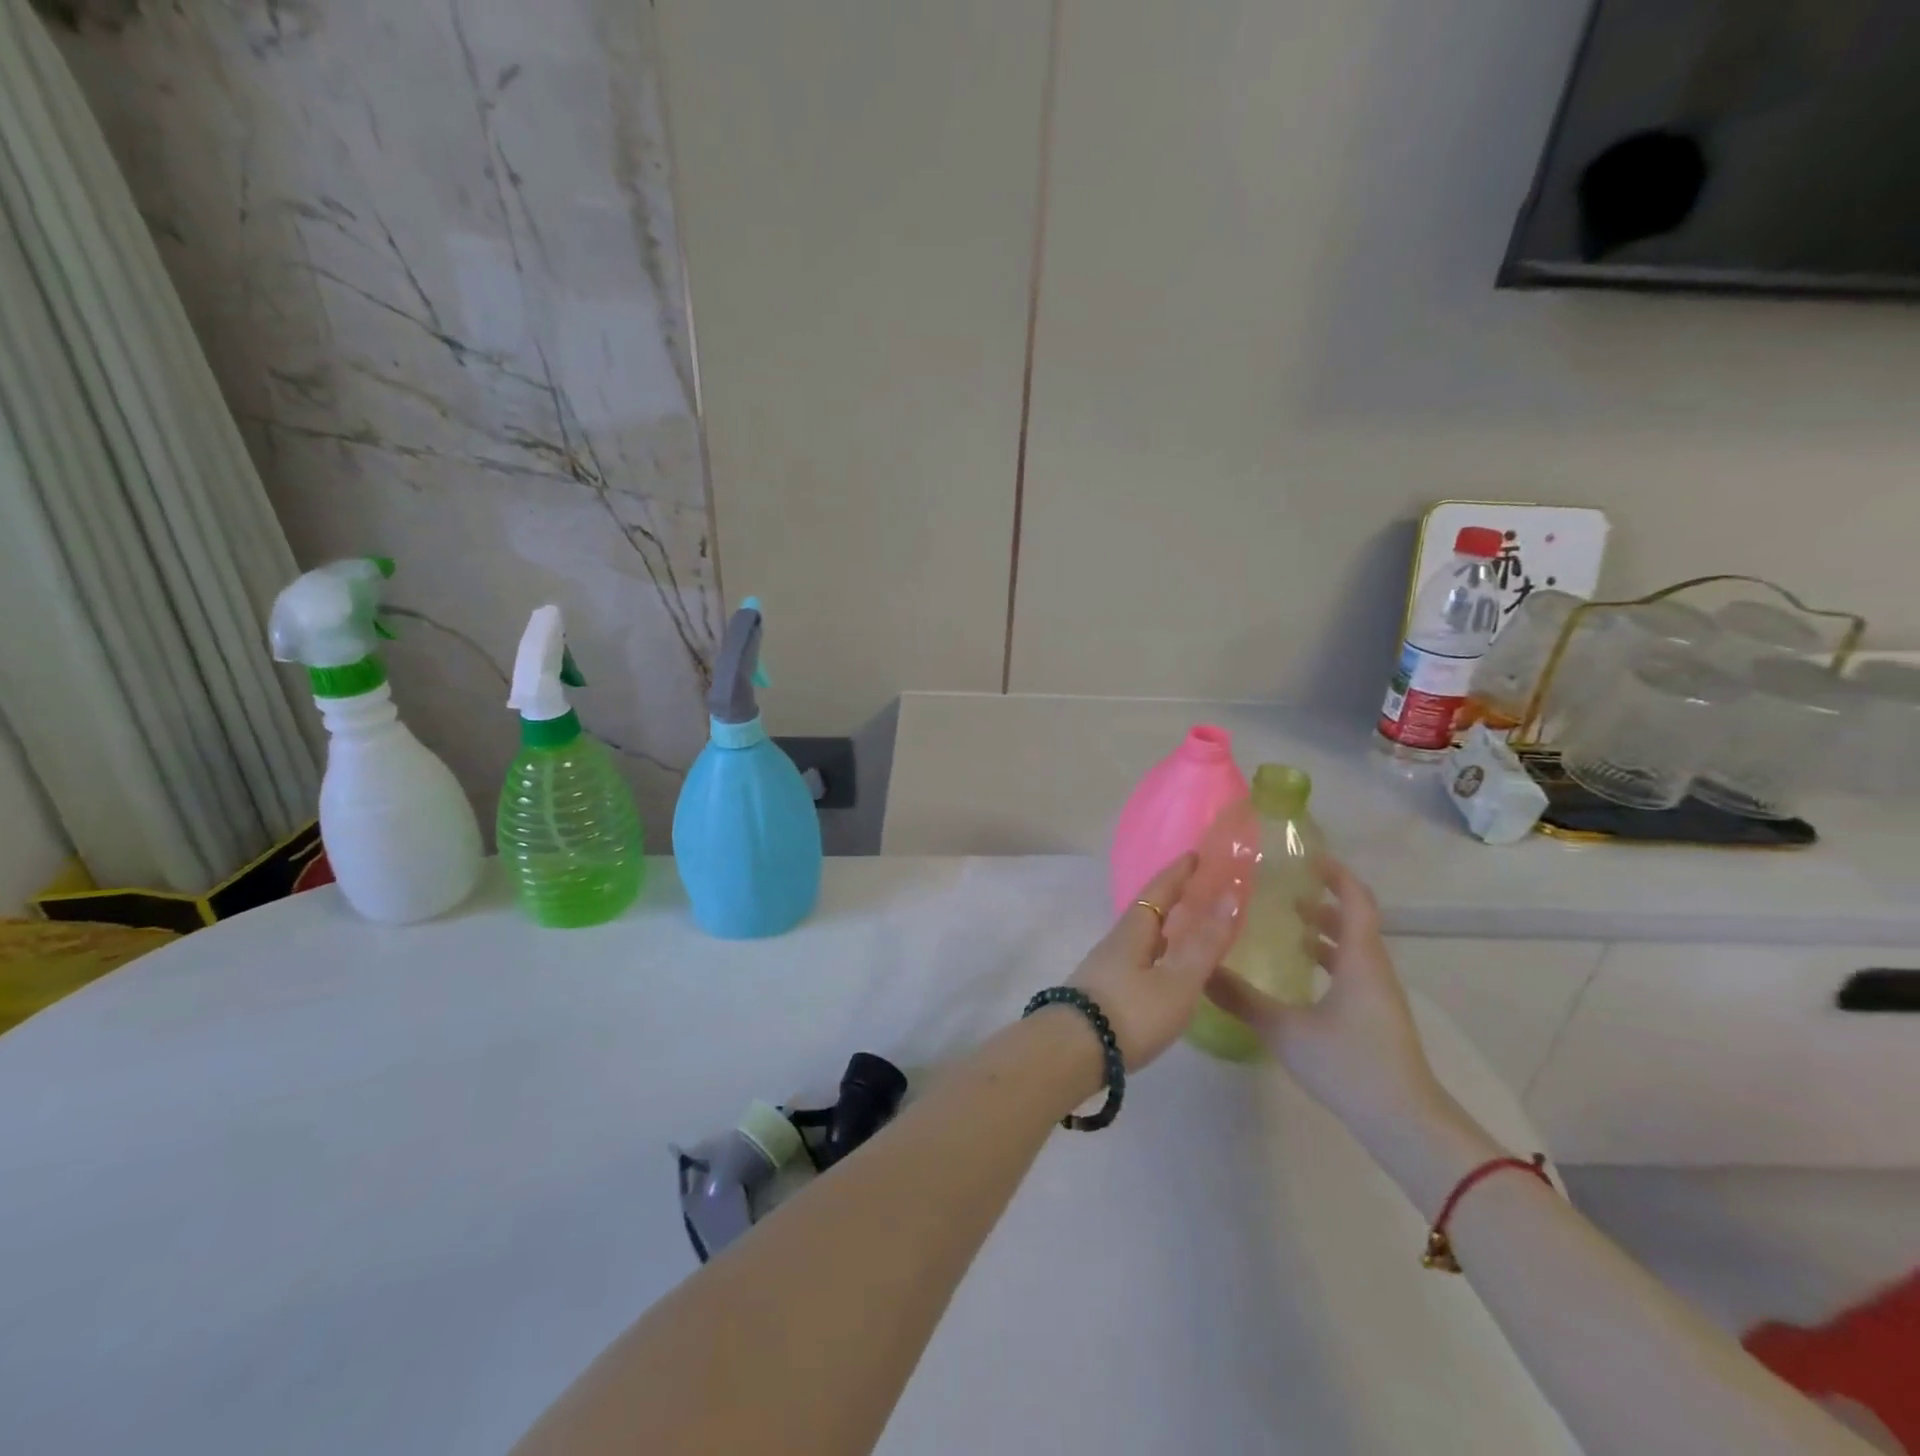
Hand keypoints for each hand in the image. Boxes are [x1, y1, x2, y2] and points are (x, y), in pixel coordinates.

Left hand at [1067, 854, 1240, 1070]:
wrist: (1072, 1052)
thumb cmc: (1130, 1013)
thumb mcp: (1177, 981)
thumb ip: (1204, 944)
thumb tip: (1229, 895)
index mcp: (1134, 931)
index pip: (1158, 891)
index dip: (1178, 872)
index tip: (1195, 854)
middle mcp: (1116, 942)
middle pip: (1146, 911)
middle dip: (1171, 897)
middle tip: (1198, 890)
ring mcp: (1105, 967)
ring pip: (1140, 937)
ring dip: (1163, 927)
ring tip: (1186, 929)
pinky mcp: (1101, 992)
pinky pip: (1136, 959)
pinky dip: (1156, 952)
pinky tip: (1162, 970)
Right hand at [1204, 856, 1443, 1135]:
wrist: (1404, 1122)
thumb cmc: (1349, 1063)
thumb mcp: (1285, 1029)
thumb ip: (1240, 998)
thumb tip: (1200, 970)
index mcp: (1360, 959)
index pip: (1356, 900)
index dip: (1336, 874)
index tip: (1306, 857)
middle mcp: (1373, 969)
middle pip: (1354, 921)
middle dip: (1322, 899)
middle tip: (1282, 889)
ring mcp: (1378, 995)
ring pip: (1353, 948)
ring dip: (1324, 930)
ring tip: (1286, 924)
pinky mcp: (1375, 1017)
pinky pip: (1351, 970)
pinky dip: (1327, 958)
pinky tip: (1298, 974)